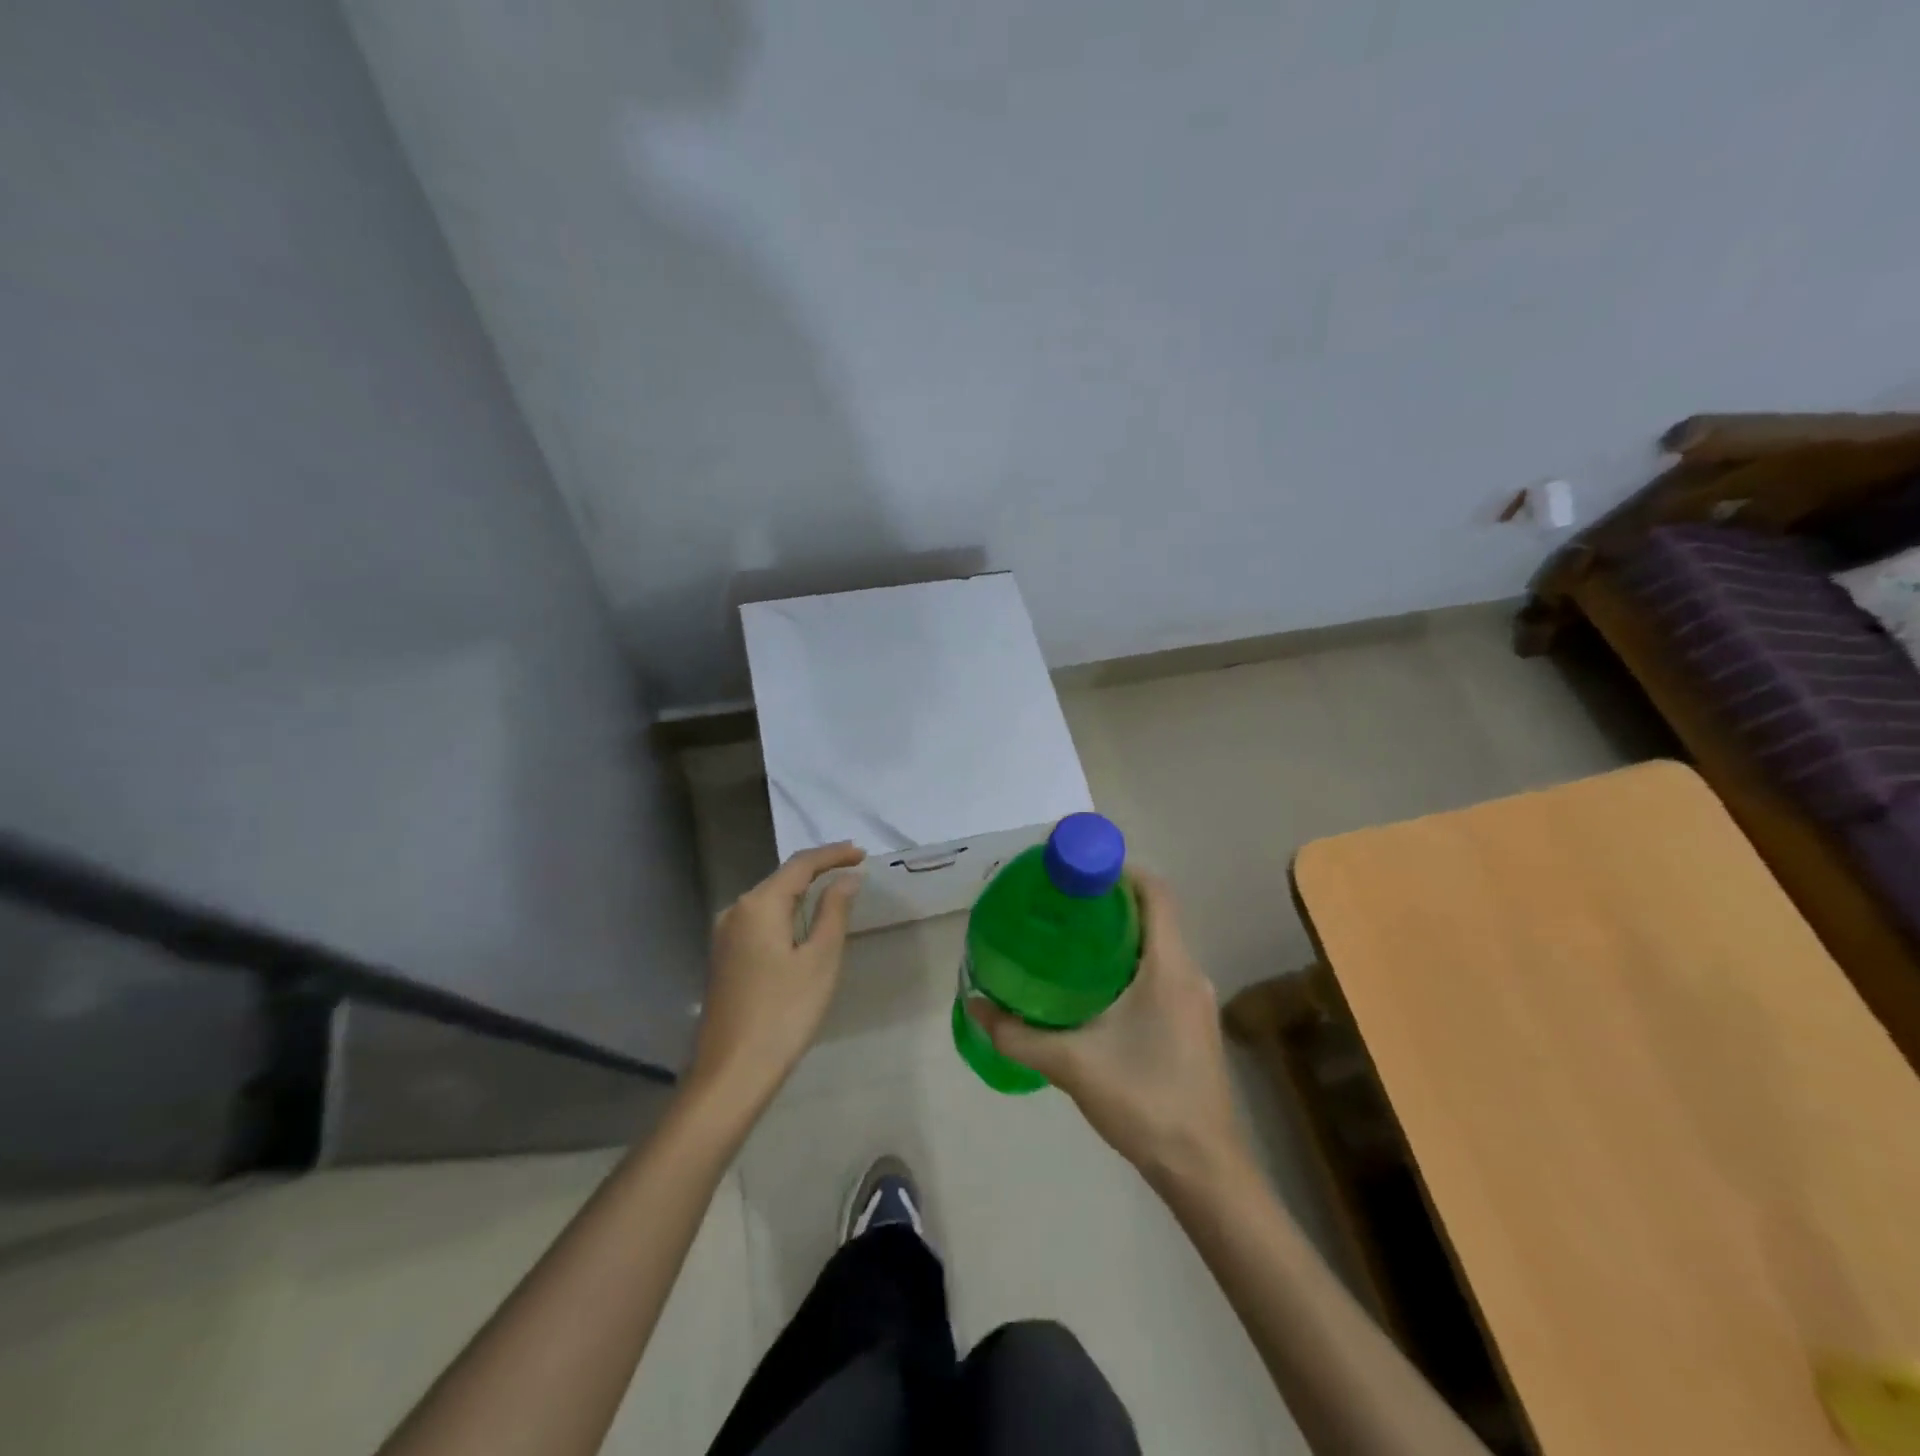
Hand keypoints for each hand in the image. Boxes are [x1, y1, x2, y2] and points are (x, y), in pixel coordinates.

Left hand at [688, 843, 864, 1112]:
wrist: (732, 1072)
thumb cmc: (784, 1013)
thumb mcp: (820, 959)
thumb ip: (834, 911)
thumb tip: (847, 879)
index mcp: (758, 905)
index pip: (800, 864)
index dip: (833, 855)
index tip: (862, 853)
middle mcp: (735, 910)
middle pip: (782, 878)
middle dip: (817, 869)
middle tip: (853, 867)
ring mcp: (724, 935)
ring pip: (770, 899)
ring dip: (802, 891)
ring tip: (834, 889)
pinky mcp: (724, 956)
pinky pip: (760, 920)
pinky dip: (787, 912)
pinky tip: (804, 922)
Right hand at [970, 871, 1245, 1185]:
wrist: (1203, 1168)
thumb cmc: (1144, 1101)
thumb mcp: (1071, 1064)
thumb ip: (1018, 1034)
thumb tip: (974, 1004)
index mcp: (1169, 966)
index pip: (1156, 893)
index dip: (1121, 870)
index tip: (1078, 869)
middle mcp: (1189, 972)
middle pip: (1154, 914)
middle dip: (1110, 900)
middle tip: (1061, 901)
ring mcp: (1195, 998)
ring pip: (1158, 943)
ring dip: (1120, 932)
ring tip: (1069, 936)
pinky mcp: (1192, 1021)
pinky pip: (1162, 969)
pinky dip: (1130, 959)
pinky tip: (1094, 984)